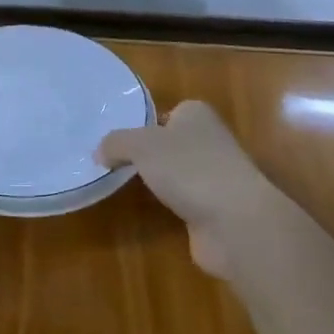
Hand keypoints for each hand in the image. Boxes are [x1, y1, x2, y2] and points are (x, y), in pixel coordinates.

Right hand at [97, 100, 280, 278]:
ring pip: (177, 173)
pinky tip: (151, 210)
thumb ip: (115, 143)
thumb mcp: (140, 145)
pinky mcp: (214, 209)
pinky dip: (169, 205)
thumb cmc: (188, 168)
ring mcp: (214, 176)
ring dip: (159, 181)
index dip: (142, 123)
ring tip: (124, 185)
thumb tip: (98, 153)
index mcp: (196, 114)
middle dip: (148, 153)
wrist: (235, 221)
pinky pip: (183, 200)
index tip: (116, 140)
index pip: (166, 112)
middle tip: (112, 162)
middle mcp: (209, 140)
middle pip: (170, 142)